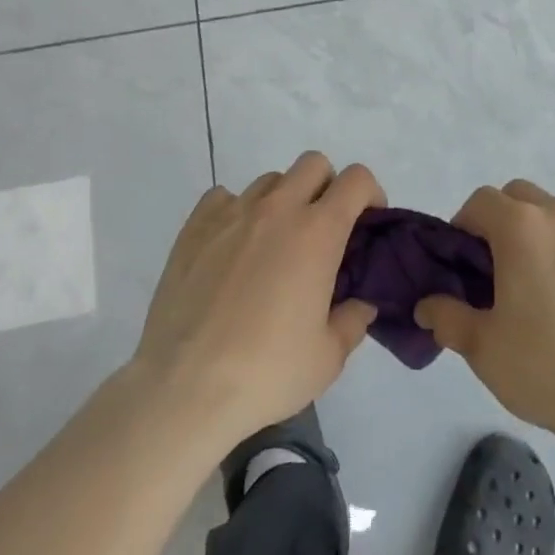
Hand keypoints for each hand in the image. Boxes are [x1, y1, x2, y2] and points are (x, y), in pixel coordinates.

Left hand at [132, 151, 383, 448]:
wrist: (184, 389)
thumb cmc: (266, 373)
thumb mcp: (328, 358)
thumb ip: (353, 321)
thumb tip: (360, 303)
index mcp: (318, 232)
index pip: (356, 180)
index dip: (370, 193)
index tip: (367, 222)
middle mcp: (278, 209)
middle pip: (313, 164)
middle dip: (327, 187)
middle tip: (323, 230)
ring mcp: (233, 213)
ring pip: (270, 180)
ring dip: (283, 200)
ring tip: (274, 245)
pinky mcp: (195, 226)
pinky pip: (224, 197)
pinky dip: (236, 211)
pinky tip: (232, 247)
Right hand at [415, 180, 554, 445]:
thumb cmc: (544, 366)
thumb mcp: (481, 347)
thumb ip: (447, 316)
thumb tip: (426, 306)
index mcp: (521, 226)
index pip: (481, 200)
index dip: (465, 224)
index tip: (464, 261)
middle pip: (522, 196)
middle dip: (504, 220)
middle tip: (500, 268)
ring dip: (545, 236)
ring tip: (546, 286)